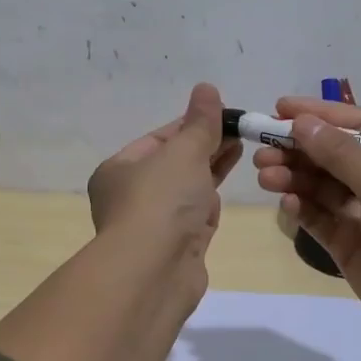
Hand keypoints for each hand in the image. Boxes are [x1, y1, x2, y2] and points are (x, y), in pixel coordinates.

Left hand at [88, 82, 240, 276]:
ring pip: (186, 191)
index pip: (159, 138)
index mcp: (119, 170)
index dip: (192, 124)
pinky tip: (225, 190)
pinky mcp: (177, 248)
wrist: (154, 272)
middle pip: (174, 164)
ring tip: (240, 149)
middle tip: (240, 129)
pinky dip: (209, 202)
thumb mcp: (183, 152)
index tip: (224, 113)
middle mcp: (131, 196)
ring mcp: (155, 225)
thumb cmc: (161, 202)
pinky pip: (195, 217)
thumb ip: (200, 123)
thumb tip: (206, 89)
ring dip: (210, 170)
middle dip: (205, 146)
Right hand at [252, 96, 360, 349]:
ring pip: (319, 187)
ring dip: (293, 177)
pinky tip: (286, 202)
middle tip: (262, 150)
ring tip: (265, 175)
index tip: (279, 109)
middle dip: (297, 149)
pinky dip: (300, 208)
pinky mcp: (346, 245)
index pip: (355, 126)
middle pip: (331, 156)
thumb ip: (343, 156)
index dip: (319, 115)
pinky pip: (317, 218)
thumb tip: (302, 123)